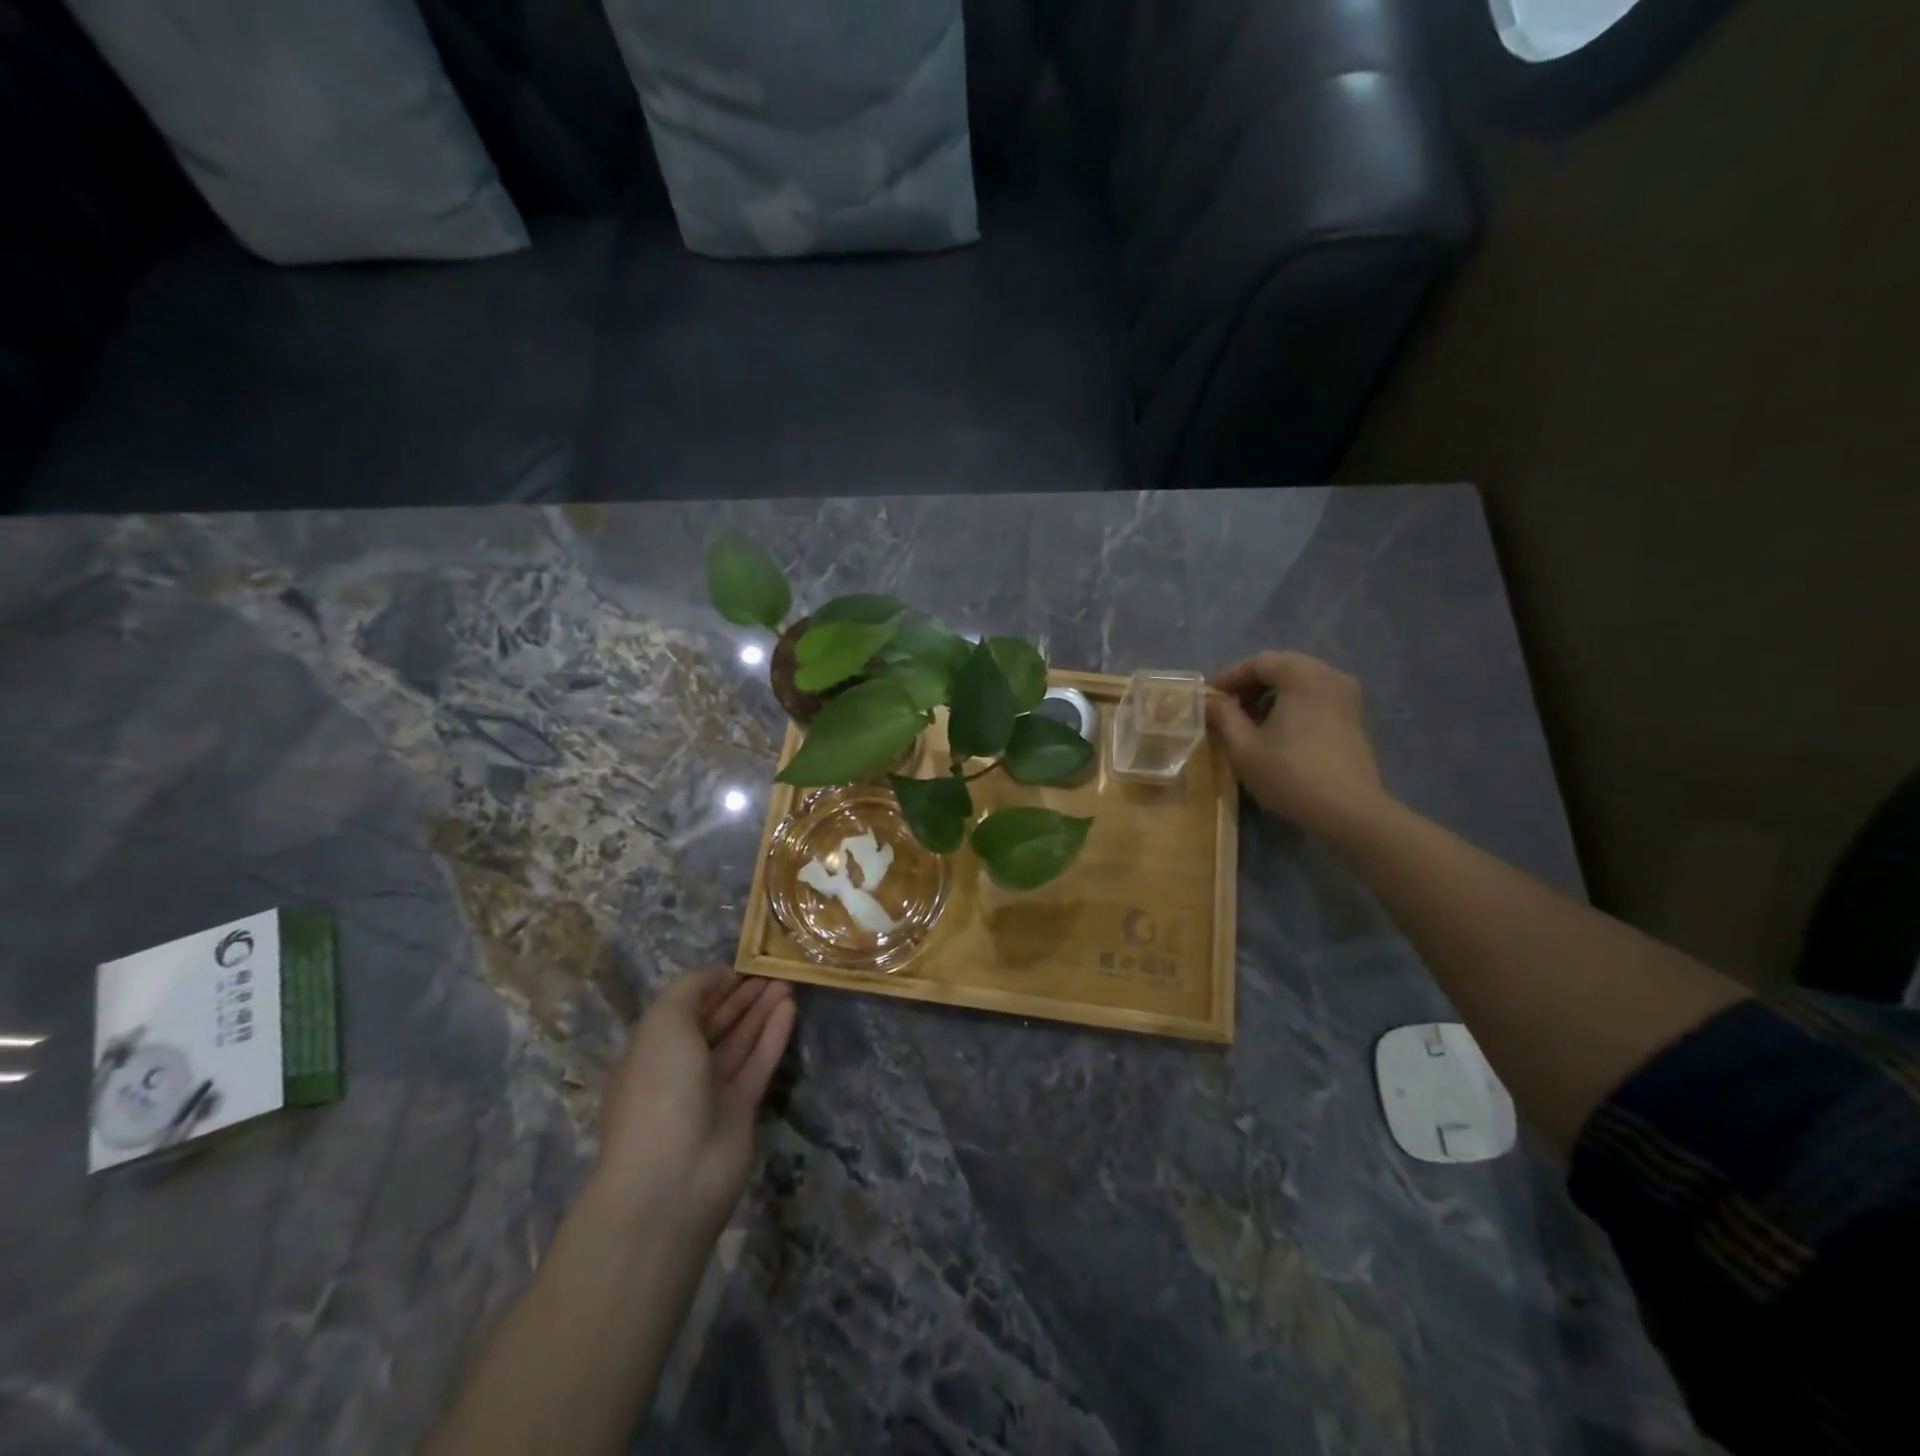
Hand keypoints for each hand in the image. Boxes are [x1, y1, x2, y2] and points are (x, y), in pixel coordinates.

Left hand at [590, 969, 795, 1235]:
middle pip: (716, 1023)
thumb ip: (690, 989)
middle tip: (775, 968)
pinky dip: (773, 1035)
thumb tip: (716, 974)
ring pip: (741, 1040)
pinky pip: (759, 1063)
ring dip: (762, 1010)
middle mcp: (680, 1068)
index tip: (743, 963)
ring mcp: (711, 1091)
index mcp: (652, 1048)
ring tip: (789, 982)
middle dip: (742, 995)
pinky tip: (790, 1009)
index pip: (686, 1008)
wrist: (671, 1177)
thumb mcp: (664, 1023)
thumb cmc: (659, 1089)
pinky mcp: (741, 1109)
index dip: (713, 984)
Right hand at [1206, 651, 1387, 836]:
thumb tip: (1209, 701)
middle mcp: (1329, 675)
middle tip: (1228, 708)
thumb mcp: (1243, 746)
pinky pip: (1317, 697)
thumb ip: (1223, 716)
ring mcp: (1347, 696)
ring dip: (1272, 696)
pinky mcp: (1354, 718)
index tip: (1209, 698)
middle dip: (1251, 685)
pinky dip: (1293, 705)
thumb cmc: (1289, 773)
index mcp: (1301, 675)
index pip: (1258, 662)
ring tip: (1251, 722)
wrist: (1348, 810)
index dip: (1229, 677)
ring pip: (1301, 682)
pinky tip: (1279, 732)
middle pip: (1282, 667)